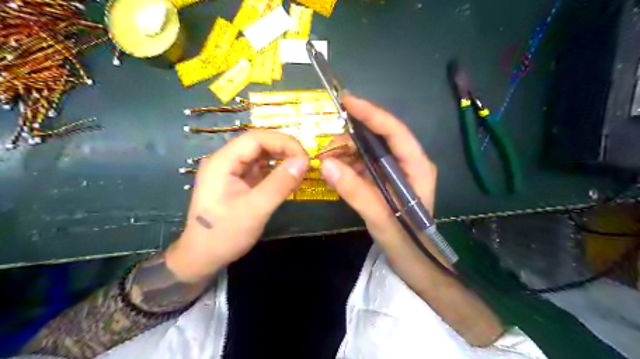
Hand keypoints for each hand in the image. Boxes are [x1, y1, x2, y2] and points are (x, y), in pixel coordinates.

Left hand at [165, 130, 307, 281]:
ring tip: (301, 171)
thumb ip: (279, 184)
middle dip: (285, 150)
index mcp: (222, 162)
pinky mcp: (239, 182)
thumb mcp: (255, 210)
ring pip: (262, 155)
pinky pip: (261, 169)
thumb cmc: (224, 235)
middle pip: (259, 144)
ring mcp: (232, 171)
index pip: (256, 138)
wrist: (203, 257)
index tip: (304, 157)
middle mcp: (226, 161)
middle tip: (306, 164)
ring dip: (282, 160)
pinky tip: (290, 180)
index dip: (283, 142)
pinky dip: (277, 172)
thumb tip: (304, 161)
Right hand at [323, 96, 436, 250]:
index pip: (394, 131)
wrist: (416, 262)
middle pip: (379, 138)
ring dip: (348, 153)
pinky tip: (336, 172)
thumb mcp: (380, 217)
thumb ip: (355, 191)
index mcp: (417, 166)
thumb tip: (326, 164)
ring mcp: (397, 171)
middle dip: (352, 139)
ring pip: (369, 151)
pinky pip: (366, 165)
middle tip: (327, 147)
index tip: (347, 101)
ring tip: (327, 162)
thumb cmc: (406, 241)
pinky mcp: (387, 181)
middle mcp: (409, 163)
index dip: (371, 113)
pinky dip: (350, 166)